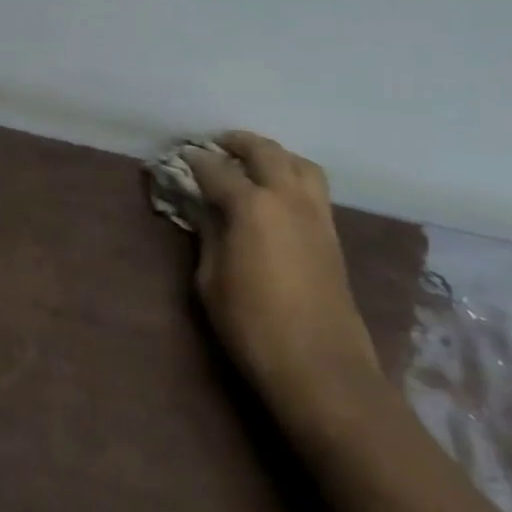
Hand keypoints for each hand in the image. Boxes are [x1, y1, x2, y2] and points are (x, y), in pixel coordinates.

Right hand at [183, 133, 381, 422]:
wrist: (321, 368)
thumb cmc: (253, 326)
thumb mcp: (211, 280)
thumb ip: (209, 235)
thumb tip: (205, 210)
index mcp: (251, 206)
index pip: (216, 170)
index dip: (195, 161)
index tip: (180, 156)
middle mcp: (287, 197)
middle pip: (263, 151)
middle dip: (237, 142)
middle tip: (216, 145)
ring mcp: (315, 214)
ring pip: (298, 162)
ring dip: (273, 154)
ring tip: (252, 162)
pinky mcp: (331, 234)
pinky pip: (313, 186)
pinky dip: (293, 175)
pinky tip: (277, 193)